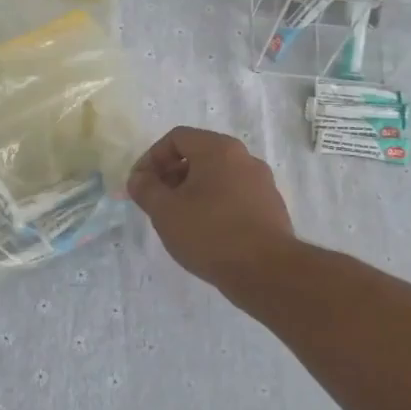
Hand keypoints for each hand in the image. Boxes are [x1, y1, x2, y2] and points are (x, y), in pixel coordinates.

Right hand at [126, 127, 294, 287]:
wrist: (267, 272)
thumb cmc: (210, 233)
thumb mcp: (165, 211)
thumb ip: (145, 189)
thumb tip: (139, 179)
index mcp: (219, 149)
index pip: (176, 138)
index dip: (151, 158)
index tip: (141, 185)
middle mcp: (244, 158)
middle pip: (198, 155)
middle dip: (171, 175)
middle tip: (157, 202)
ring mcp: (262, 183)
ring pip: (217, 177)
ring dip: (192, 191)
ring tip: (179, 220)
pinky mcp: (271, 208)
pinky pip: (234, 196)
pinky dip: (214, 205)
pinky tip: (206, 233)